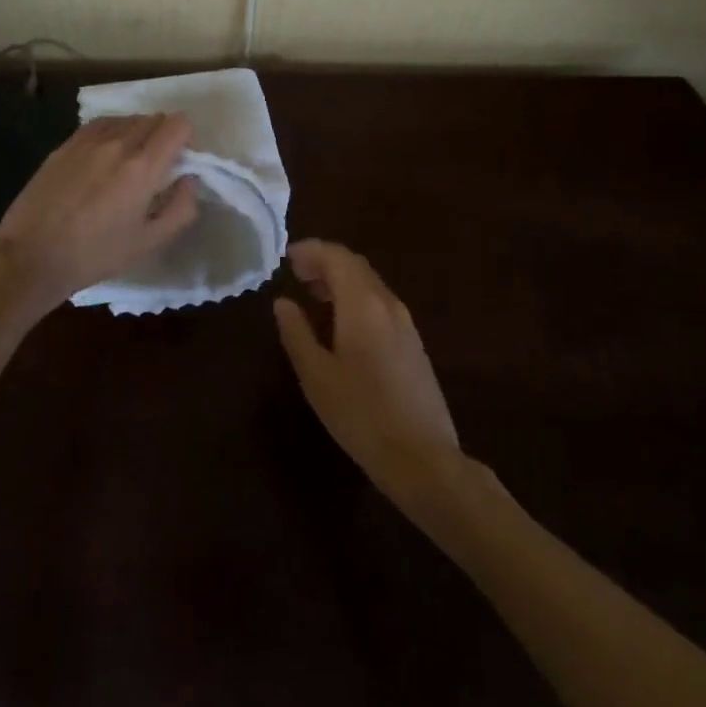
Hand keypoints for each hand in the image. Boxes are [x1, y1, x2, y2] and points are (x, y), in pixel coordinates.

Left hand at [0, 113, 199, 315]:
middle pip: (154, 118)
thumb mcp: (149, 242)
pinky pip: (100, 125)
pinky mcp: (65, 146)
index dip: (186, 138)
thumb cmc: (95, 255)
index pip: (177, 124)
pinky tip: (104, 157)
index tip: (180, 161)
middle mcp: (118, 144)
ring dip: (137, 133)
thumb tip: (190, 180)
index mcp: (143, 167)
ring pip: (126, 119)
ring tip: (128, 163)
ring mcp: (87, 142)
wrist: (31, 257)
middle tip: (156, 167)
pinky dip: (112, 133)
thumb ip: (181, 208)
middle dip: (163, 137)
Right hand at [274, 240, 460, 504]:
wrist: (422, 456)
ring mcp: (405, 323)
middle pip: (356, 266)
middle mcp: (388, 304)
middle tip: (296, 272)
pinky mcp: (413, 343)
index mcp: (363, 304)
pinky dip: (356, 298)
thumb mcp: (317, 376)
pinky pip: (380, 303)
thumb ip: (297, 333)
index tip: (287, 257)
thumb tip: (283, 302)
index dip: (311, 250)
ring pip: (370, 284)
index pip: (337, 257)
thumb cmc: (361, 414)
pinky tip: (342, 323)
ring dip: (341, 280)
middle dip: (325, 262)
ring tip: (313, 294)